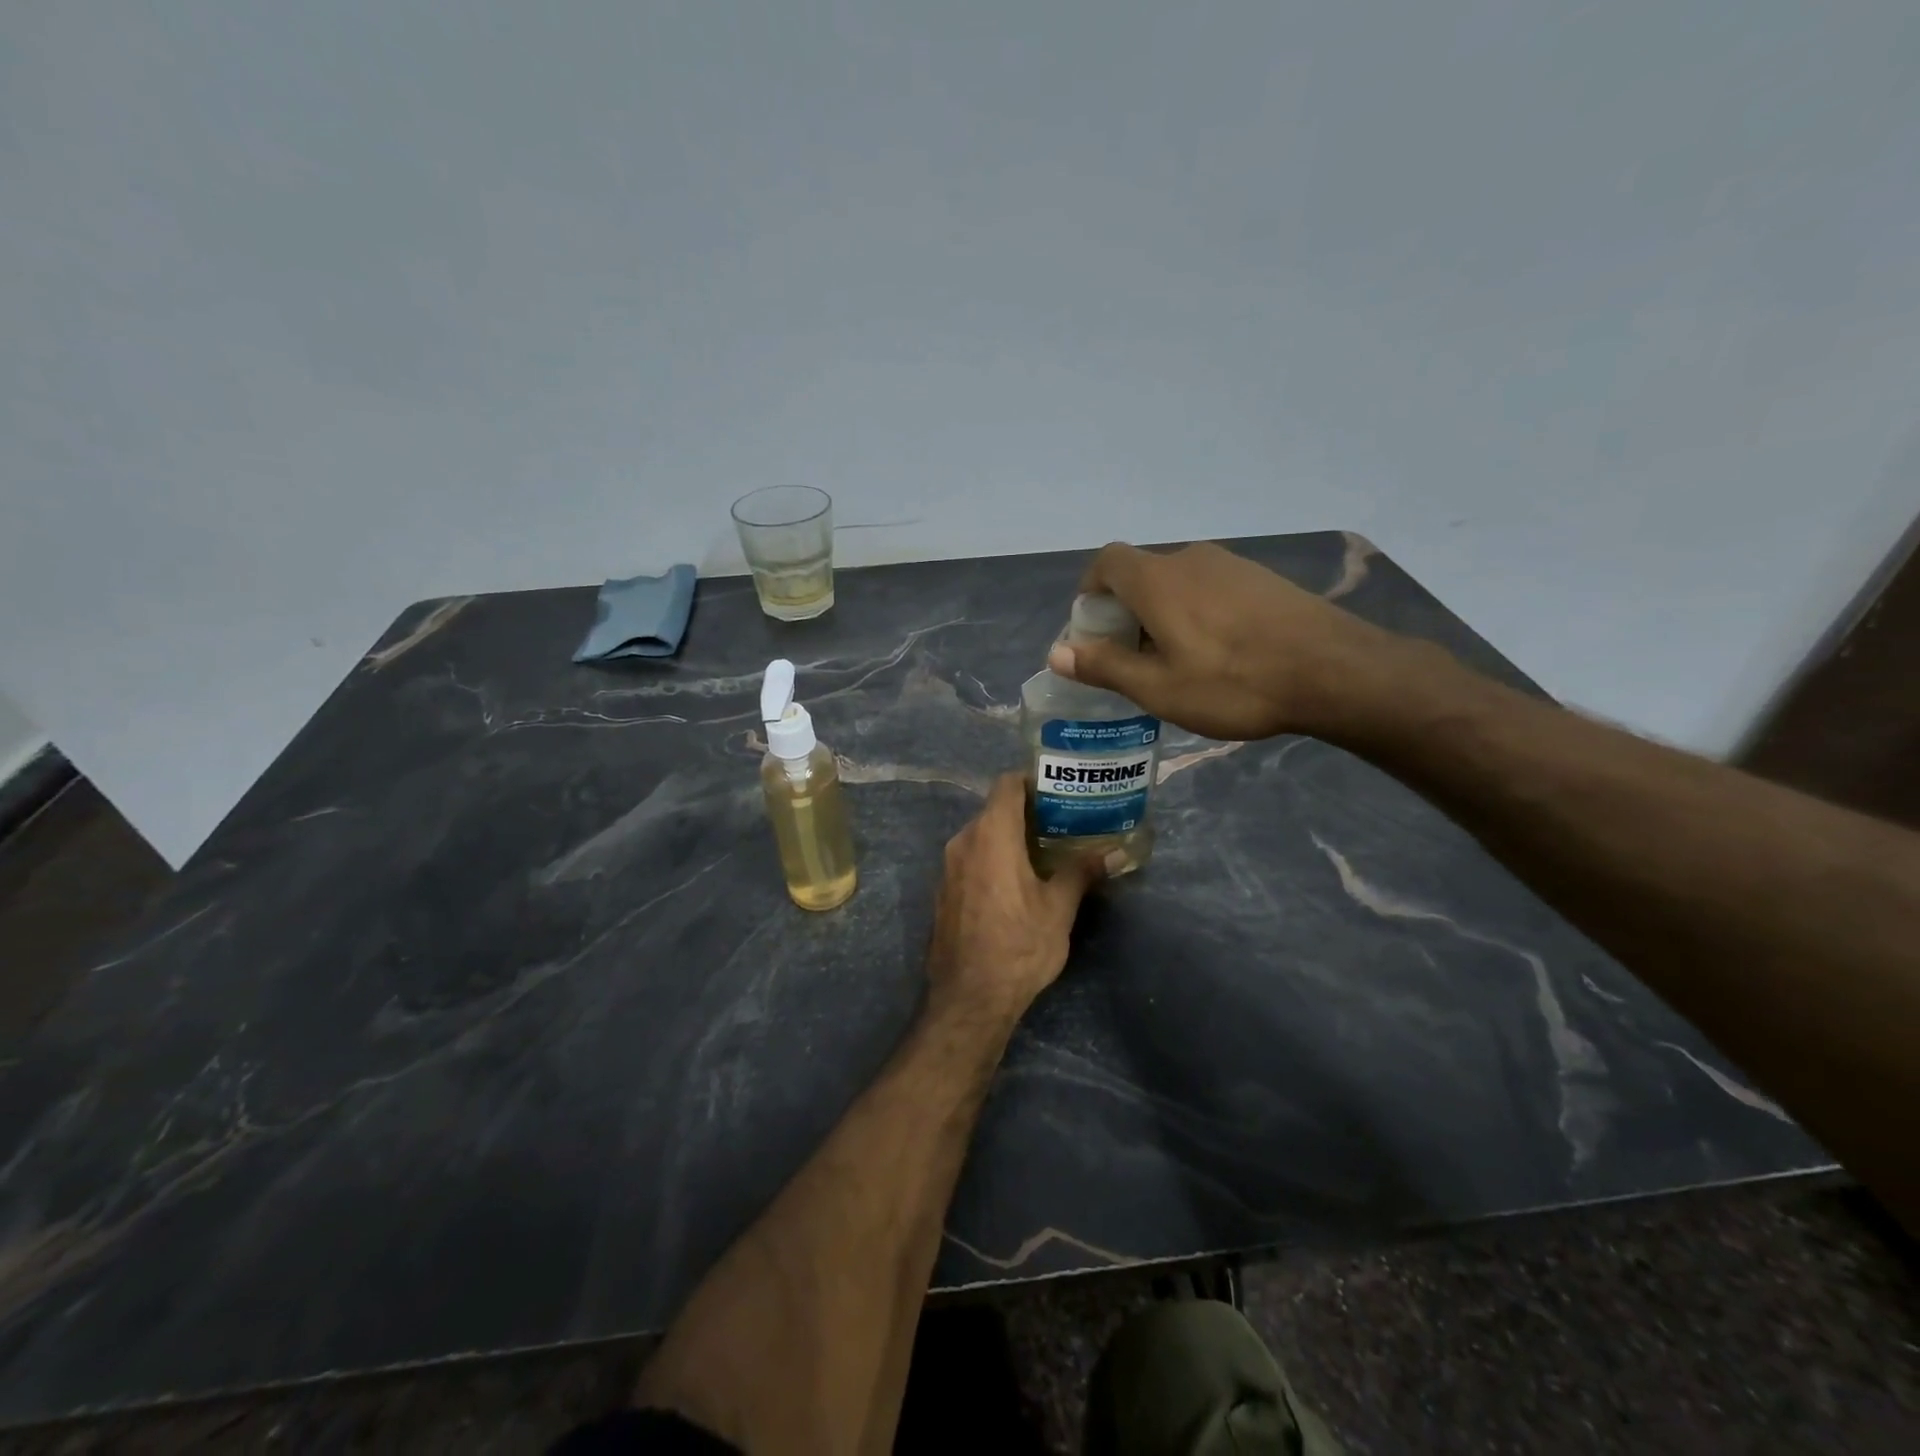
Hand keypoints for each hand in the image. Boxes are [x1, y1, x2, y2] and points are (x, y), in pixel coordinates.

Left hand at [925, 774, 1106, 1024]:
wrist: (969, 997)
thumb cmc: (1018, 945)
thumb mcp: (1058, 908)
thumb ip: (1081, 872)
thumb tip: (1110, 853)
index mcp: (991, 834)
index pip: (1007, 784)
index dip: (1032, 781)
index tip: (1059, 791)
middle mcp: (963, 841)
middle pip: (994, 809)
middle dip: (1027, 813)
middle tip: (1061, 824)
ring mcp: (948, 866)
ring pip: (981, 835)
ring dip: (1009, 837)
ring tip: (1044, 853)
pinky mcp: (943, 890)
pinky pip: (970, 859)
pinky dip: (992, 858)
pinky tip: (1016, 881)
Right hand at [1047, 540, 1399, 740]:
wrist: (1334, 671)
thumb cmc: (1233, 682)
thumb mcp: (1158, 688)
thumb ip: (1105, 666)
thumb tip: (1057, 653)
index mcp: (1156, 580)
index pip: (1106, 561)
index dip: (1091, 590)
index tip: (1095, 629)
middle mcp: (1190, 560)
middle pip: (1141, 575)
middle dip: (1125, 612)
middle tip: (1134, 659)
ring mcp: (1231, 565)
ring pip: (1178, 583)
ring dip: (1163, 614)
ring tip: (1178, 662)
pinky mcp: (1262, 579)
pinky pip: (1211, 589)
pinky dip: (1198, 613)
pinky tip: (1221, 654)